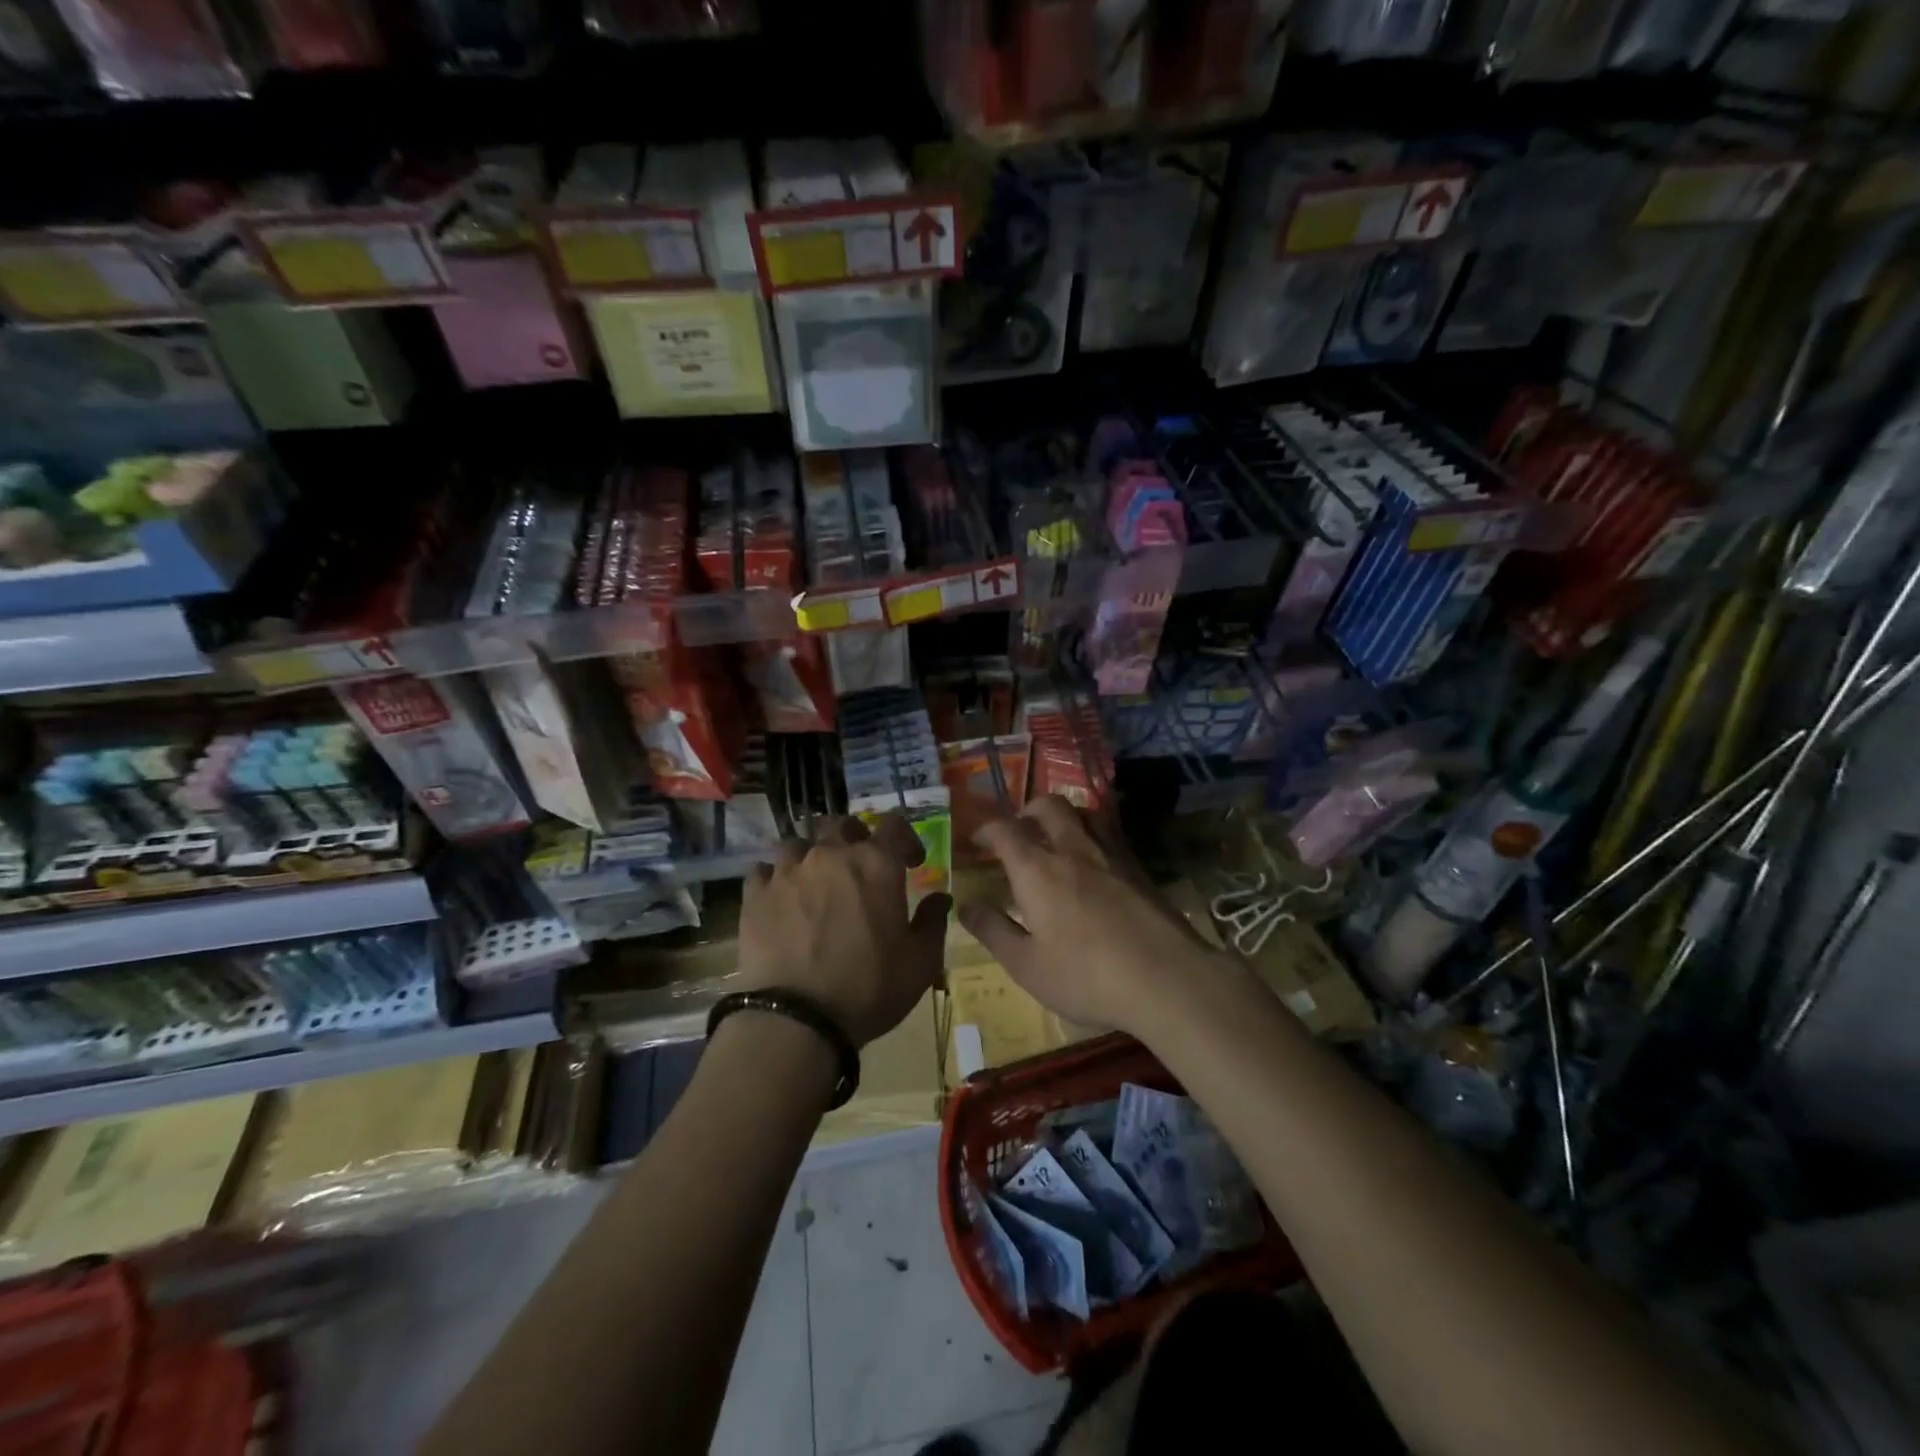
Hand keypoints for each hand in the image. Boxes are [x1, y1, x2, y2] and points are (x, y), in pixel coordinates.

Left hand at [738, 814, 949, 1046]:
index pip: (894, 825)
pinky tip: (780, 899)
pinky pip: (764, 870)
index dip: (906, 838)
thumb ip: (933, 922)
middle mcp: (831, 855)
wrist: (795, 1018)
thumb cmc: (869, 988)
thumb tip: (940, 897)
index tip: (911, 862)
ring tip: (815, 883)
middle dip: (855, 837)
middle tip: (860, 865)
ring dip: (811, 857)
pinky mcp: (754, 893)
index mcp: (876, 864)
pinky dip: (775, 879)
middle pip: (842, 824)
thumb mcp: (920, 963)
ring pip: (799, 844)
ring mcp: (788, 871)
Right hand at [960, 796, 1224, 1036]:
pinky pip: (1109, 834)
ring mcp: (1111, 854)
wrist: (1167, 979)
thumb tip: (965, 905)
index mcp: (1037, 870)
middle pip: (1048, 806)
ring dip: (1063, 817)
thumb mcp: (1026, 965)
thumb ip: (993, 931)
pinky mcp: (1139, 868)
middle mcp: (1073, 849)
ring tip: (1056, 839)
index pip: (1005, 830)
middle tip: (1019, 831)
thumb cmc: (1086, 976)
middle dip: (1027, 810)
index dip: (986, 829)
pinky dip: (1092, 835)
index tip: (977, 840)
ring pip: (1083, 813)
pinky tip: (1094, 864)